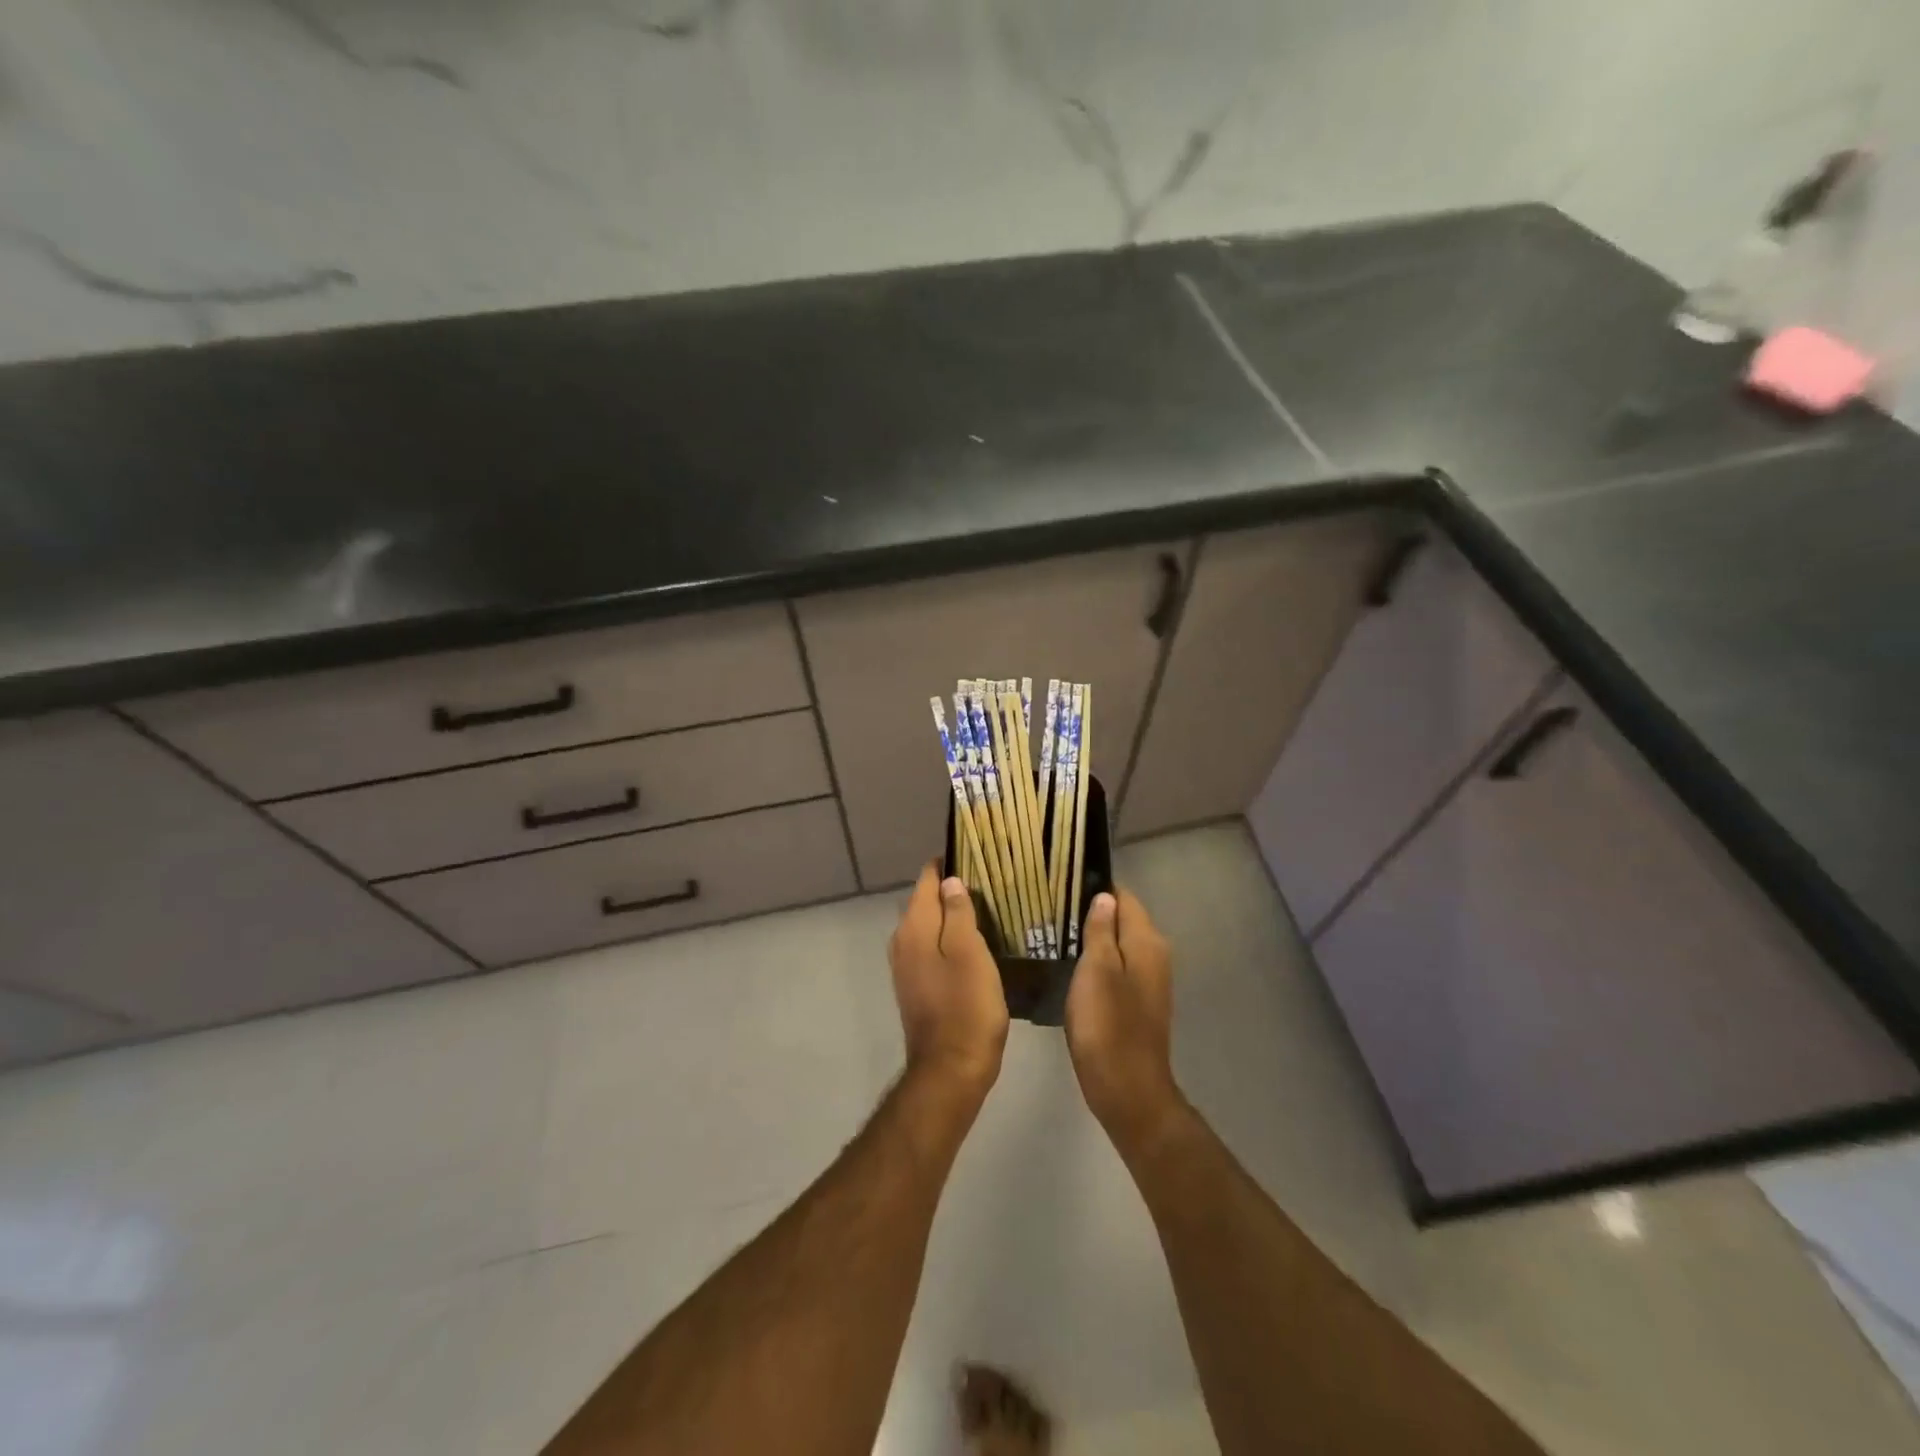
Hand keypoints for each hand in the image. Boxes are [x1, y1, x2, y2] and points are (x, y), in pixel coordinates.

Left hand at [889, 863, 1008, 1097]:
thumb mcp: (969, 953)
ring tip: (986, 907)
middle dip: (951, 888)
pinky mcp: (916, 986)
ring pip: (928, 926)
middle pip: (925, 901)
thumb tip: (950, 881)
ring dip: (950, 914)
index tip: (977, 854)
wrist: (951, 1070)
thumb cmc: (967, 1006)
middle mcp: (902, 941)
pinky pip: (930, 948)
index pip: (926, 879)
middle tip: (989, 881)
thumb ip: (958, 913)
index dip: (948, 863)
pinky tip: (973, 943)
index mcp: (914, 927)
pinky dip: (948, 938)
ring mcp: (906, 966)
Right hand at [1065, 889, 1183, 1157]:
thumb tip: (1104, 896)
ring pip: (1119, 944)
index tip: (1063, 885)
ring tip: (1055, 933)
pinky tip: (1072, 967)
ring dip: (1093, 938)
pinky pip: (1118, 967)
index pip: (1124, 897)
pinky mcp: (1139, 1002)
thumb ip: (1100, 930)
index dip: (1096, 888)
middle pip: (1123, 919)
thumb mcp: (1096, 970)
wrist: (1127, 1089)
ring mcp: (1149, 980)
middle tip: (1052, 909)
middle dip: (1092, 912)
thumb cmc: (1107, 1025)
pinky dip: (1098, 962)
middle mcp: (1154, 955)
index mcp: (1146, 941)